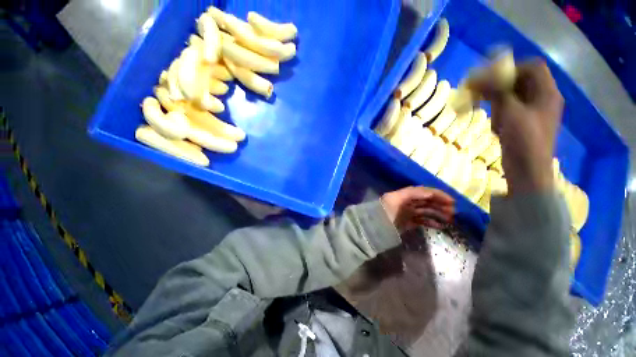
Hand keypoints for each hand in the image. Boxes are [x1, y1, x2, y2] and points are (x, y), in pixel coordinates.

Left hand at [381, 186, 453, 232]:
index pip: (423, 192)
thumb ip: (411, 194)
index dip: (437, 194)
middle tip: (453, 211)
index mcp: (404, 195)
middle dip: (439, 204)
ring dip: (437, 213)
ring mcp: (407, 213)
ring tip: (449, 219)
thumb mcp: (395, 199)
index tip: (451, 201)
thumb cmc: (384, 211)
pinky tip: (440, 226)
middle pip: (426, 201)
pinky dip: (431, 223)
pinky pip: (421, 221)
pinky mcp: (407, 223)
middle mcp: (406, 202)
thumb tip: (429, 193)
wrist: (373, 227)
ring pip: (425, 211)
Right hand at [487, 59, 563, 193]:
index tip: (492, 75)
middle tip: (481, 91)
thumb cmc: (524, 141)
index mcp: (547, 93)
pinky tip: (496, 126)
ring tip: (492, 116)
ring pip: (514, 95)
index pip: (533, 68)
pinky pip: (510, 109)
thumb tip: (479, 77)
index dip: (513, 67)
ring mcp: (533, 112)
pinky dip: (500, 113)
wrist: (527, 170)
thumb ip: (498, 93)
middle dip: (501, 84)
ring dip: (498, 101)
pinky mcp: (524, 122)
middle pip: (522, 81)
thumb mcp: (510, 113)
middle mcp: (543, 99)